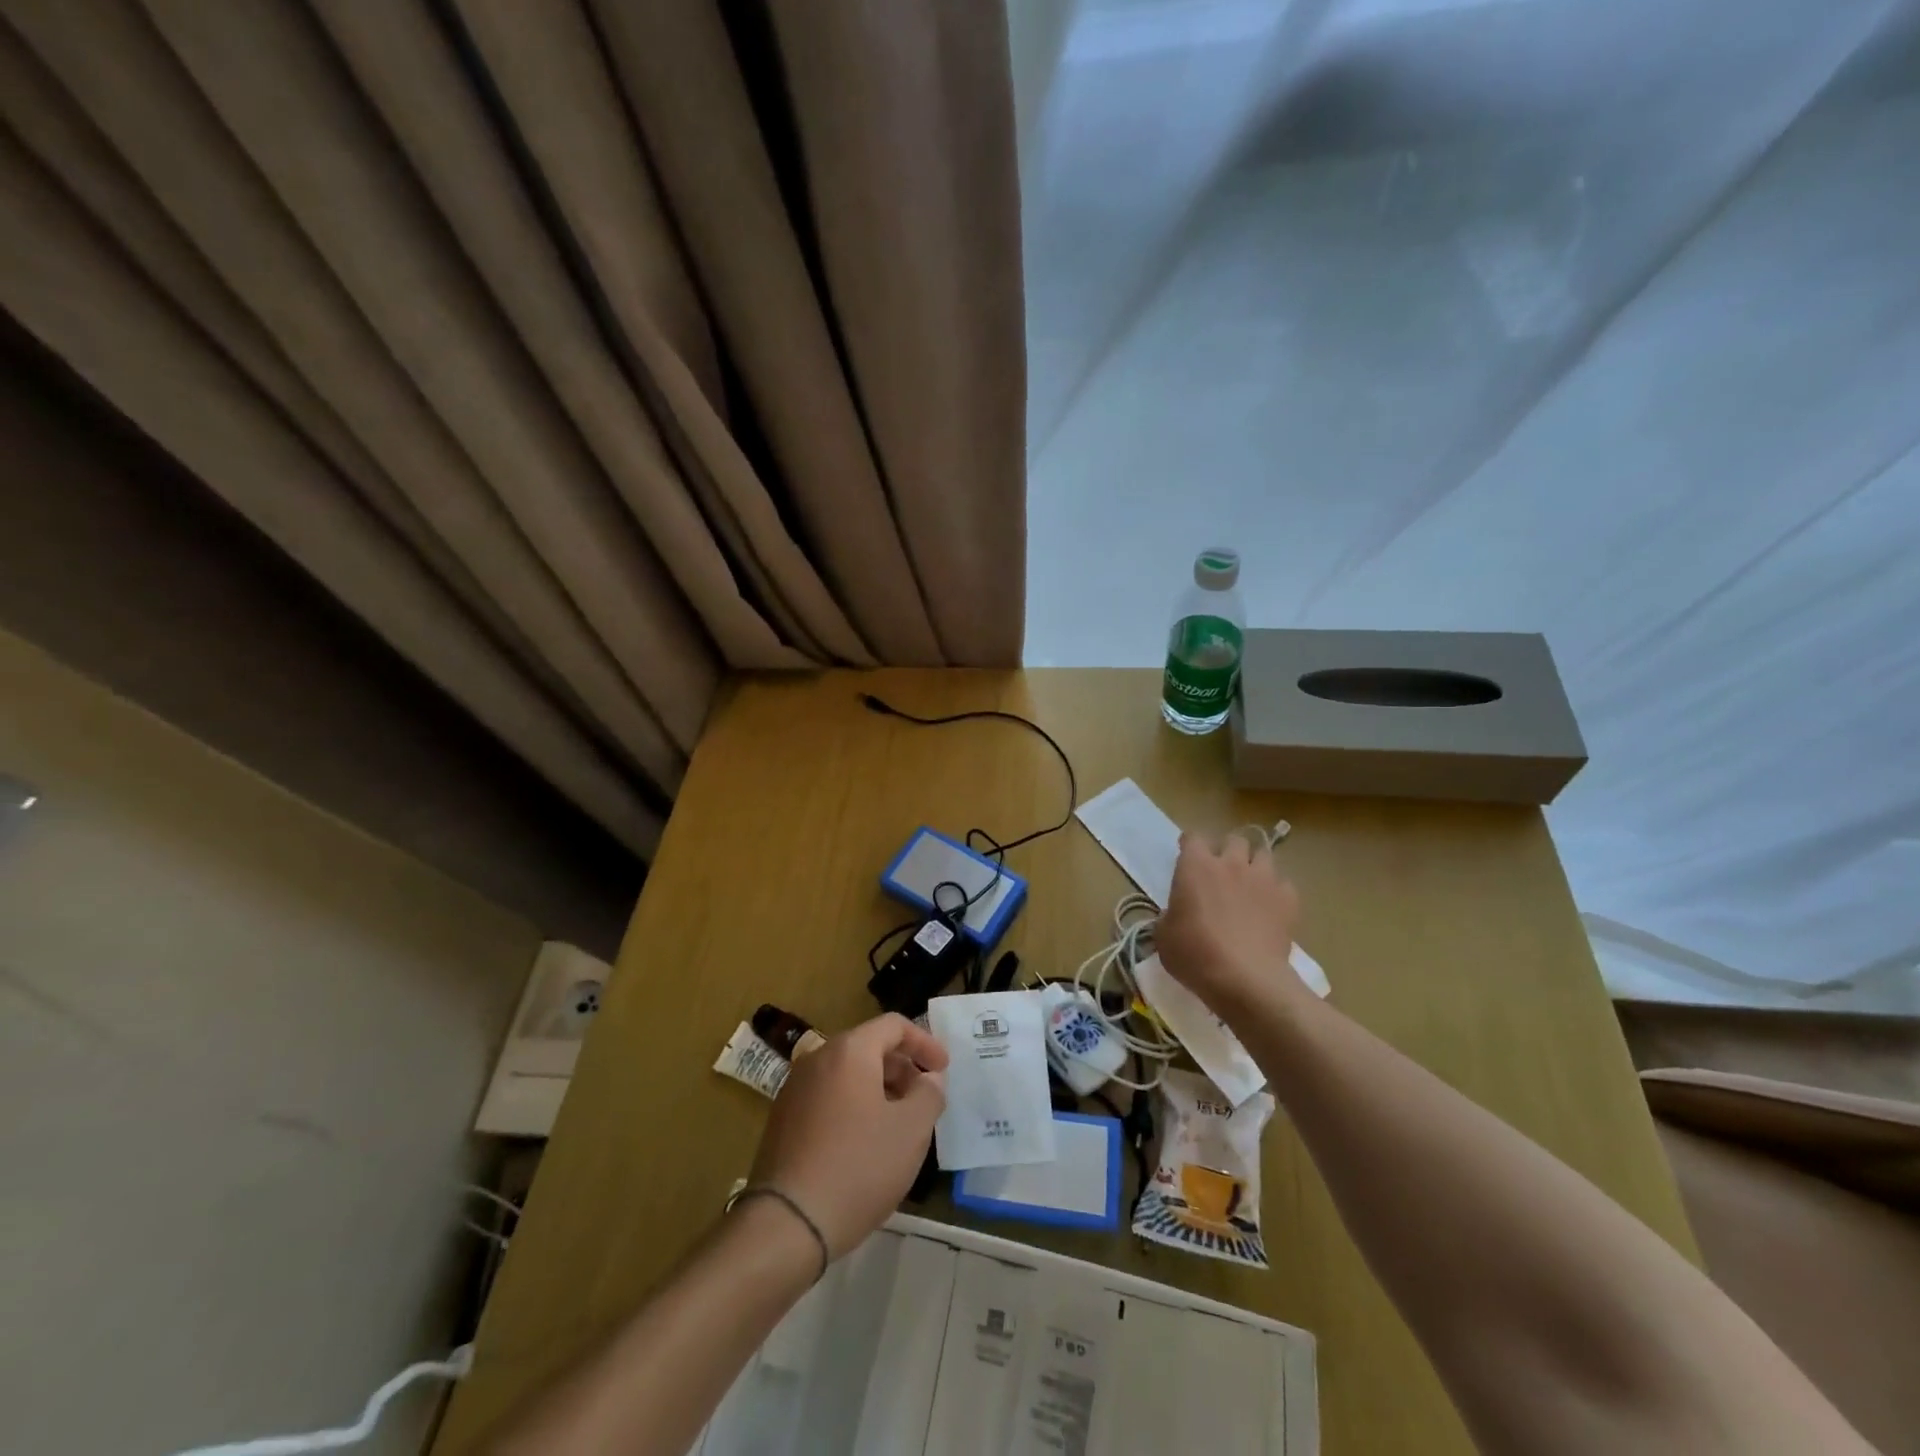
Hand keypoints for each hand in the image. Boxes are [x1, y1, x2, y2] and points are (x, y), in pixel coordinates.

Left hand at [746, 1013, 947, 1258]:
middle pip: (869, 1047)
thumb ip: (929, 1094)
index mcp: (849, 1051)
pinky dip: (854, 1106)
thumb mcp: (911, 1130)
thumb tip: (930, 1079)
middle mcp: (817, 1058)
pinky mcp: (783, 1119)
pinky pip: (828, 1097)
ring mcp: (795, 1089)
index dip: (925, 1042)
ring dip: (879, 1089)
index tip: (944, 1070)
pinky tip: (866, 1143)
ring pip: (848, 1074)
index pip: (893, 1025)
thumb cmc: (858, 1167)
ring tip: (899, 1124)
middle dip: (902, 1068)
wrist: (786, 1223)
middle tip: (924, 1099)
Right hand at [1157, 830, 1306, 1018]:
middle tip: (1222, 872)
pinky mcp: (1288, 900)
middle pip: (1234, 840)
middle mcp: (1231, 863)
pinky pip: (1284, 884)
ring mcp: (1263, 879)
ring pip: (1264, 855)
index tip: (1187, 857)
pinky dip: (1277, 892)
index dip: (1190, 845)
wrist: (1245, 979)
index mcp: (1196, 866)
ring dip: (1255, 865)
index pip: (1193, 837)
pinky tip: (1270, 908)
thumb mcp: (1164, 935)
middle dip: (1228, 850)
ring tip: (1250, 885)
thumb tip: (1177, 914)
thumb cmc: (1195, 954)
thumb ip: (1170, 915)